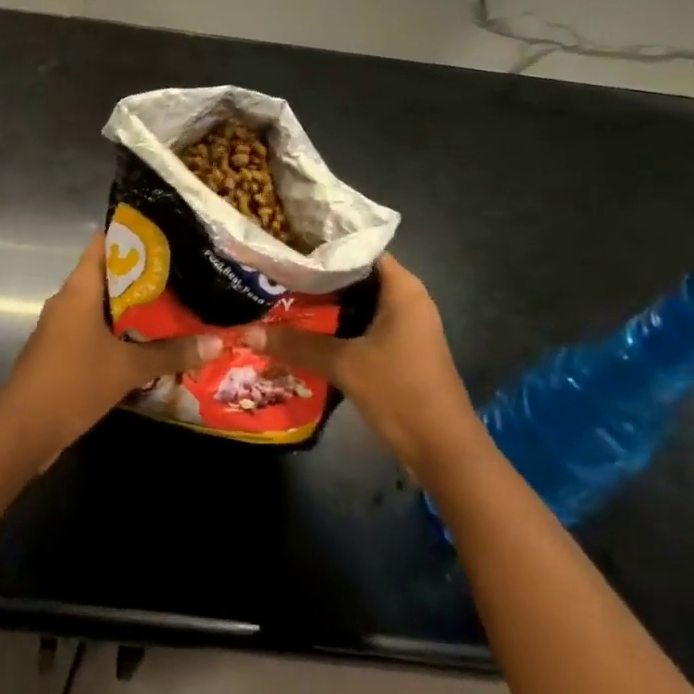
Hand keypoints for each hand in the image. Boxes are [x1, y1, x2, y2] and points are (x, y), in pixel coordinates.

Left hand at [0, 233, 221, 463]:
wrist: (23, 430)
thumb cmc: (73, 383)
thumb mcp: (127, 368)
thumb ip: (171, 353)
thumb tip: (216, 342)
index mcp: (79, 288)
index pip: (104, 243)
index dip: (134, 236)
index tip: (168, 237)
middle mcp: (69, 298)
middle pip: (109, 274)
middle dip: (144, 276)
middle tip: (184, 275)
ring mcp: (63, 325)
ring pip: (103, 304)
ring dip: (134, 307)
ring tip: (175, 306)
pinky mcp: (63, 349)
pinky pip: (96, 328)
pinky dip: (120, 331)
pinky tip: (148, 342)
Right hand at [246, 254, 478, 465]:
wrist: (445, 453)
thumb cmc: (401, 393)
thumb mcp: (344, 365)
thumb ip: (297, 344)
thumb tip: (248, 331)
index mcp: (402, 288)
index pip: (358, 246)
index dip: (323, 242)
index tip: (287, 241)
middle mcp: (406, 299)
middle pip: (355, 274)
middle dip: (317, 273)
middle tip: (276, 267)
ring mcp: (405, 325)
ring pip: (357, 301)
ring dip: (324, 301)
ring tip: (281, 292)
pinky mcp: (399, 349)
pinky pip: (361, 323)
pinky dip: (336, 323)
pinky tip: (304, 328)